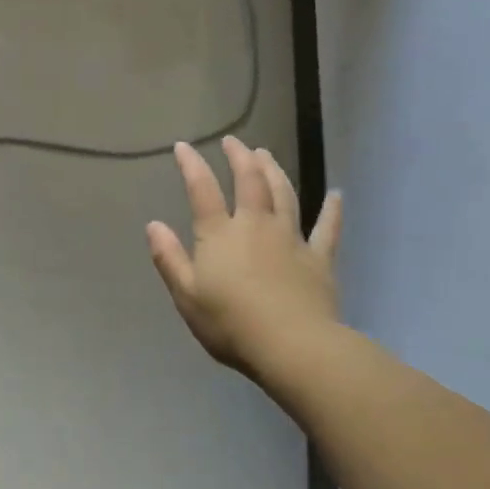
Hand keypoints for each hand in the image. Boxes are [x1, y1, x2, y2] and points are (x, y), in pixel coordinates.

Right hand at [146, 137, 342, 379]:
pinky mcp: (318, 258)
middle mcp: (256, 225)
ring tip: (266, 154)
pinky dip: (332, 210)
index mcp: (220, 234)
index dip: (191, 165)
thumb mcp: (186, 294)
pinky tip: (337, 195)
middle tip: (233, 142)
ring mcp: (291, 239)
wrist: (292, 346)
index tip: (183, 146)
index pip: (203, 190)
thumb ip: (169, 258)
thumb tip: (153, 225)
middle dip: (239, 158)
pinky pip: (327, 229)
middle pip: (249, 181)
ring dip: (274, 171)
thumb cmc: (231, 323)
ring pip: (284, 194)